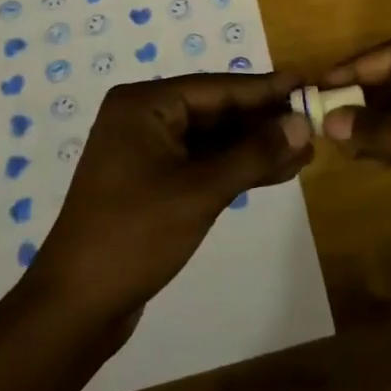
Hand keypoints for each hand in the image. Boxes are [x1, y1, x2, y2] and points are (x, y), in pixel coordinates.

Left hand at [29, 73, 312, 323]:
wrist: (77, 306)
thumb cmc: (135, 235)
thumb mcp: (201, 190)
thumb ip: (254, 153)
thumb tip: (302, 122)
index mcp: (144, 104)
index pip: (217, 88)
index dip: (265, 89)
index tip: (307, 83)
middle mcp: (144, 118)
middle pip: (216, 111)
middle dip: (264, 121)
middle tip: (314, 122)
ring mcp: (148, 151)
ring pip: (214, 140)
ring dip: (255, 147)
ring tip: (305, 151)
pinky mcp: (154, 182)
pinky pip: (203, 163)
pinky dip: (237, 168)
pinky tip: (276, 172)